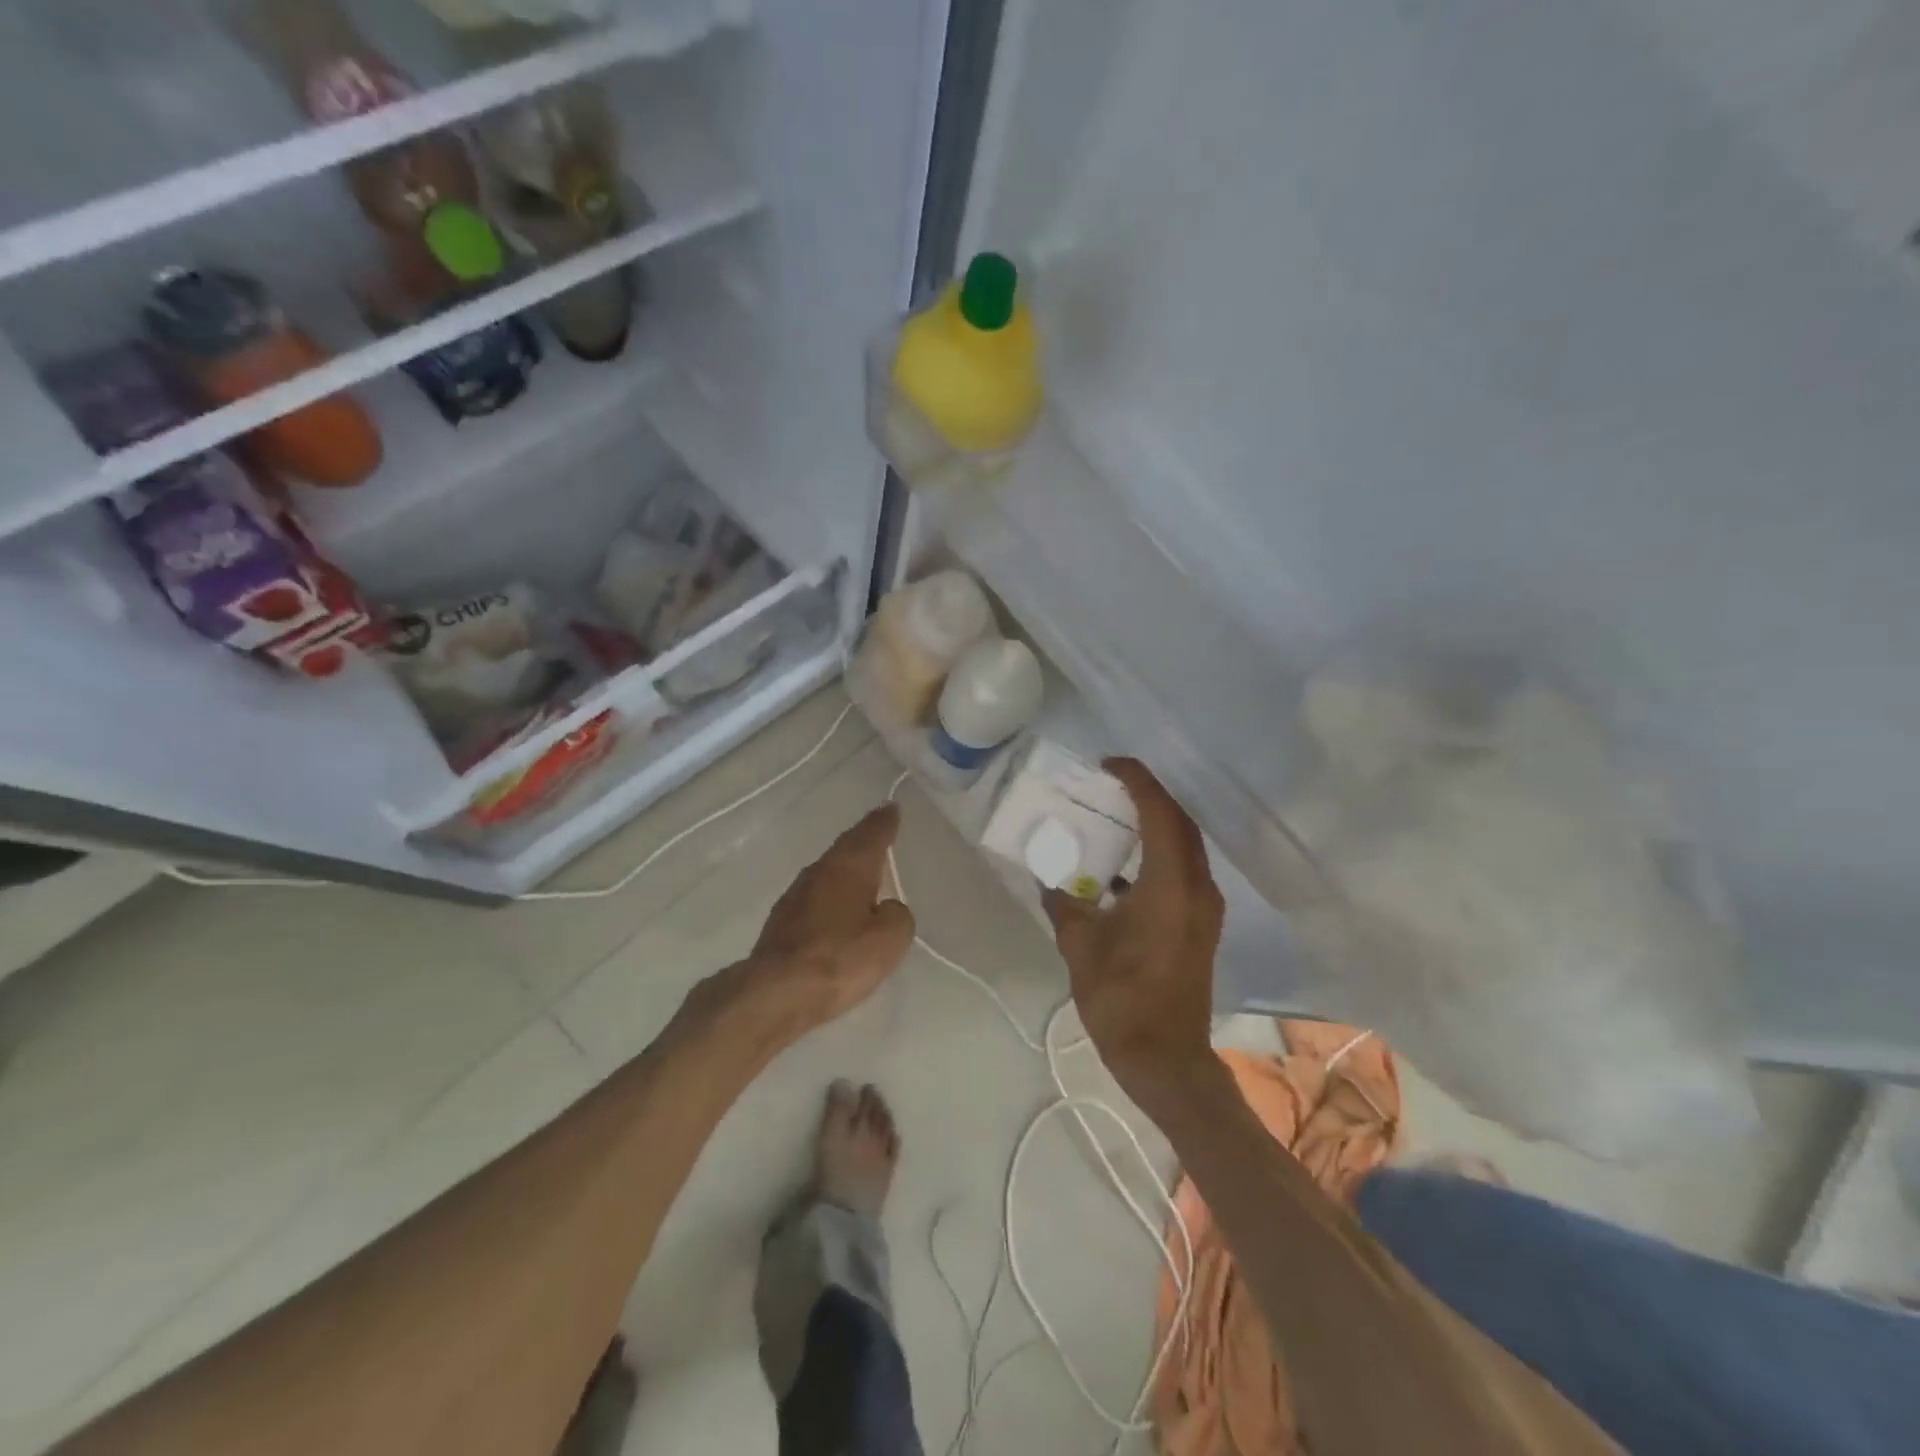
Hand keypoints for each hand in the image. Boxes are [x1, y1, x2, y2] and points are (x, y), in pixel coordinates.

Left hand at [719, 804, 915, 1034]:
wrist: (776, 992)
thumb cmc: (840, 958)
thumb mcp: (889, 939)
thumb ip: (896, 916)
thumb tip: (886, 909)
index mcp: (848, 867)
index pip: (870, 834)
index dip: (884, 822)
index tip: (891, 808)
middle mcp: (819, 872)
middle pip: (845, 849)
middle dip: (863, 840)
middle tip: (878, 830)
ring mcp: (794, 896)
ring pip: (827, 872)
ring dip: (844, 869)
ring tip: (861, 871)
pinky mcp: (781, 923)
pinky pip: (815, 898)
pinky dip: (830, 896)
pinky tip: (835, 909)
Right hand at [1044, 759, 1223, 1102]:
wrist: (1165, 1058)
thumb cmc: (1121, 999)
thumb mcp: (1080, 945)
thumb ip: (1063, 903)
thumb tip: (1048, 878)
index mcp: (1171, 885)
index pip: (1161, 813)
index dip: (1138, 781)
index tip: (1109, 765)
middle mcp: (1198, 888)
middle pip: (1180, 823)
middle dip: (1150, 796)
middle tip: (1112, 784)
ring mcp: (1205, 907)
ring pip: (1185, 846)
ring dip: (1157, 824)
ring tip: (1117, 814)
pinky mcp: (1201, 924)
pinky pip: (1183, 870)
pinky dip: (1159, 854)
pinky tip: (1124, 866)